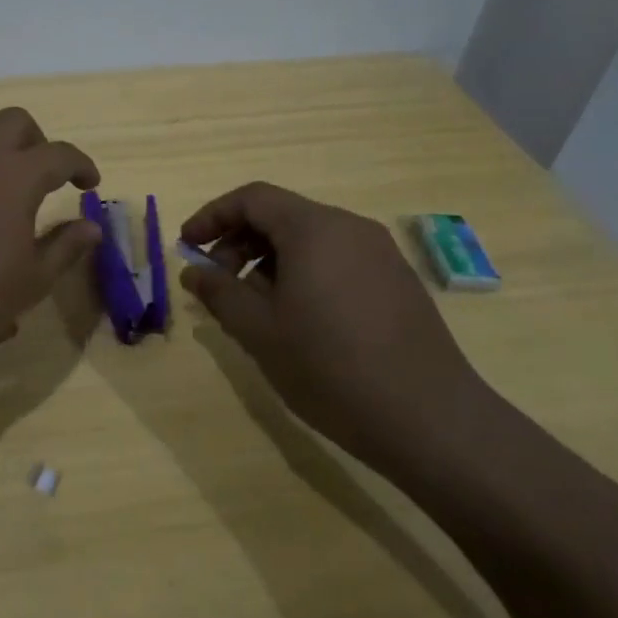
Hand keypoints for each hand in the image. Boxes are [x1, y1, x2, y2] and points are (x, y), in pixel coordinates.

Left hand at [0, 107, 102, 372]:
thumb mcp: (29, 282)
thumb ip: (64, 248)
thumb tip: (91, 227)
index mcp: (15, 175)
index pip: (60, 153)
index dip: (82, 165)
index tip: (90, 184)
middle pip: (15, 121)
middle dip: (38, 141)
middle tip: (46, 178)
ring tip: (3, 193)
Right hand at [179, 183, 490, 464]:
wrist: (429, 419)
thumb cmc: (330, 368)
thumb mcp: (259, 331)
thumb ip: (219, 293)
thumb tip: (193, 271)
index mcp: (314, 229)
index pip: (252, 198)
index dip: (212, 216)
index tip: (187, 246)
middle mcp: (350, 228)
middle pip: (281, 216)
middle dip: (239, 242)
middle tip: (217, 284)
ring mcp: (379, 254)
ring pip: (309, 239)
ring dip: (269, 261)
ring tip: (254, 308)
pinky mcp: (397, 281)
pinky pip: (336, 259)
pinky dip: (303, 273)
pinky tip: (298, 319)